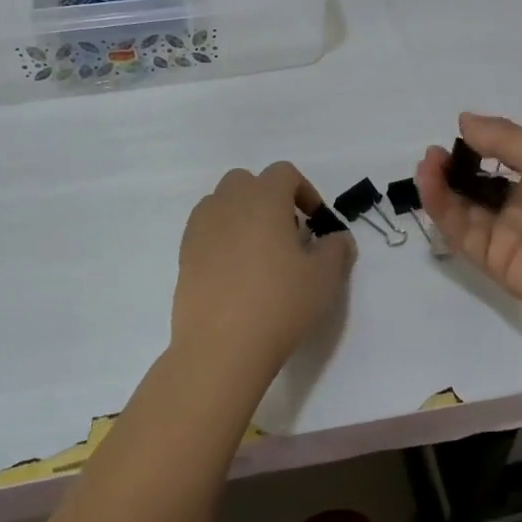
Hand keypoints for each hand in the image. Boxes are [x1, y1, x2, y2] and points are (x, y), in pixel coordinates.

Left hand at [172, 162, 355, 391]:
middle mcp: (228, 203)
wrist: (221, 348)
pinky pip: (205, 230)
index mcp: (263, 198)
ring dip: (242, 215)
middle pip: (247, 181)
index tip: (315, 221)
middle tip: (287, 233)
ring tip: (259, 252)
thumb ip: (336, 249)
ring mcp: (201, 228)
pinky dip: (222, 237)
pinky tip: (235, 272)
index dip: (304, 190)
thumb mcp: (324, 277)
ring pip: (222, 203)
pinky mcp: (184, 255)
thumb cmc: (280, 303)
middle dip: (269, 197)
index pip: (284, 173)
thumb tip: (338, 239)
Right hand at [417, 113, 521, 358]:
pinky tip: (431, 185)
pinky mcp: (496, 263)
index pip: (508, 156)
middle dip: (457, 165)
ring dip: (443, 185)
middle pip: (482, 182)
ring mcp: (511, 235)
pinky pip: (463, 233)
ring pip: (466, 207)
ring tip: (428, 164)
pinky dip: (443, 210)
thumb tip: (464, 120)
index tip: (459, 131)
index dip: (482, 144)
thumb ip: (509, 141)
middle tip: (435, 152)